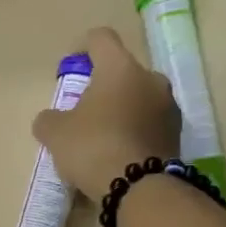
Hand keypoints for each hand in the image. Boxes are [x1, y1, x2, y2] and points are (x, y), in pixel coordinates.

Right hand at [32, 26, 181, 196]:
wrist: (138, 188)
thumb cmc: (93, 147)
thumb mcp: (56, 134)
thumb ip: (48, 120)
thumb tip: (49, 119)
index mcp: (120, 67)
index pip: (101, 38)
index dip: (82, 47)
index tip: (70, 66)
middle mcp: (150, 78)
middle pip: (123, 72)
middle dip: (104, 87)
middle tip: (85, 111)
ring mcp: (168, 106)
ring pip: (139, 98)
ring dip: (122, 110)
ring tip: (104, 137)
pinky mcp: (177, 134)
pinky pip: (150, 124)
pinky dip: (135, 131)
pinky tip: (120, 153)